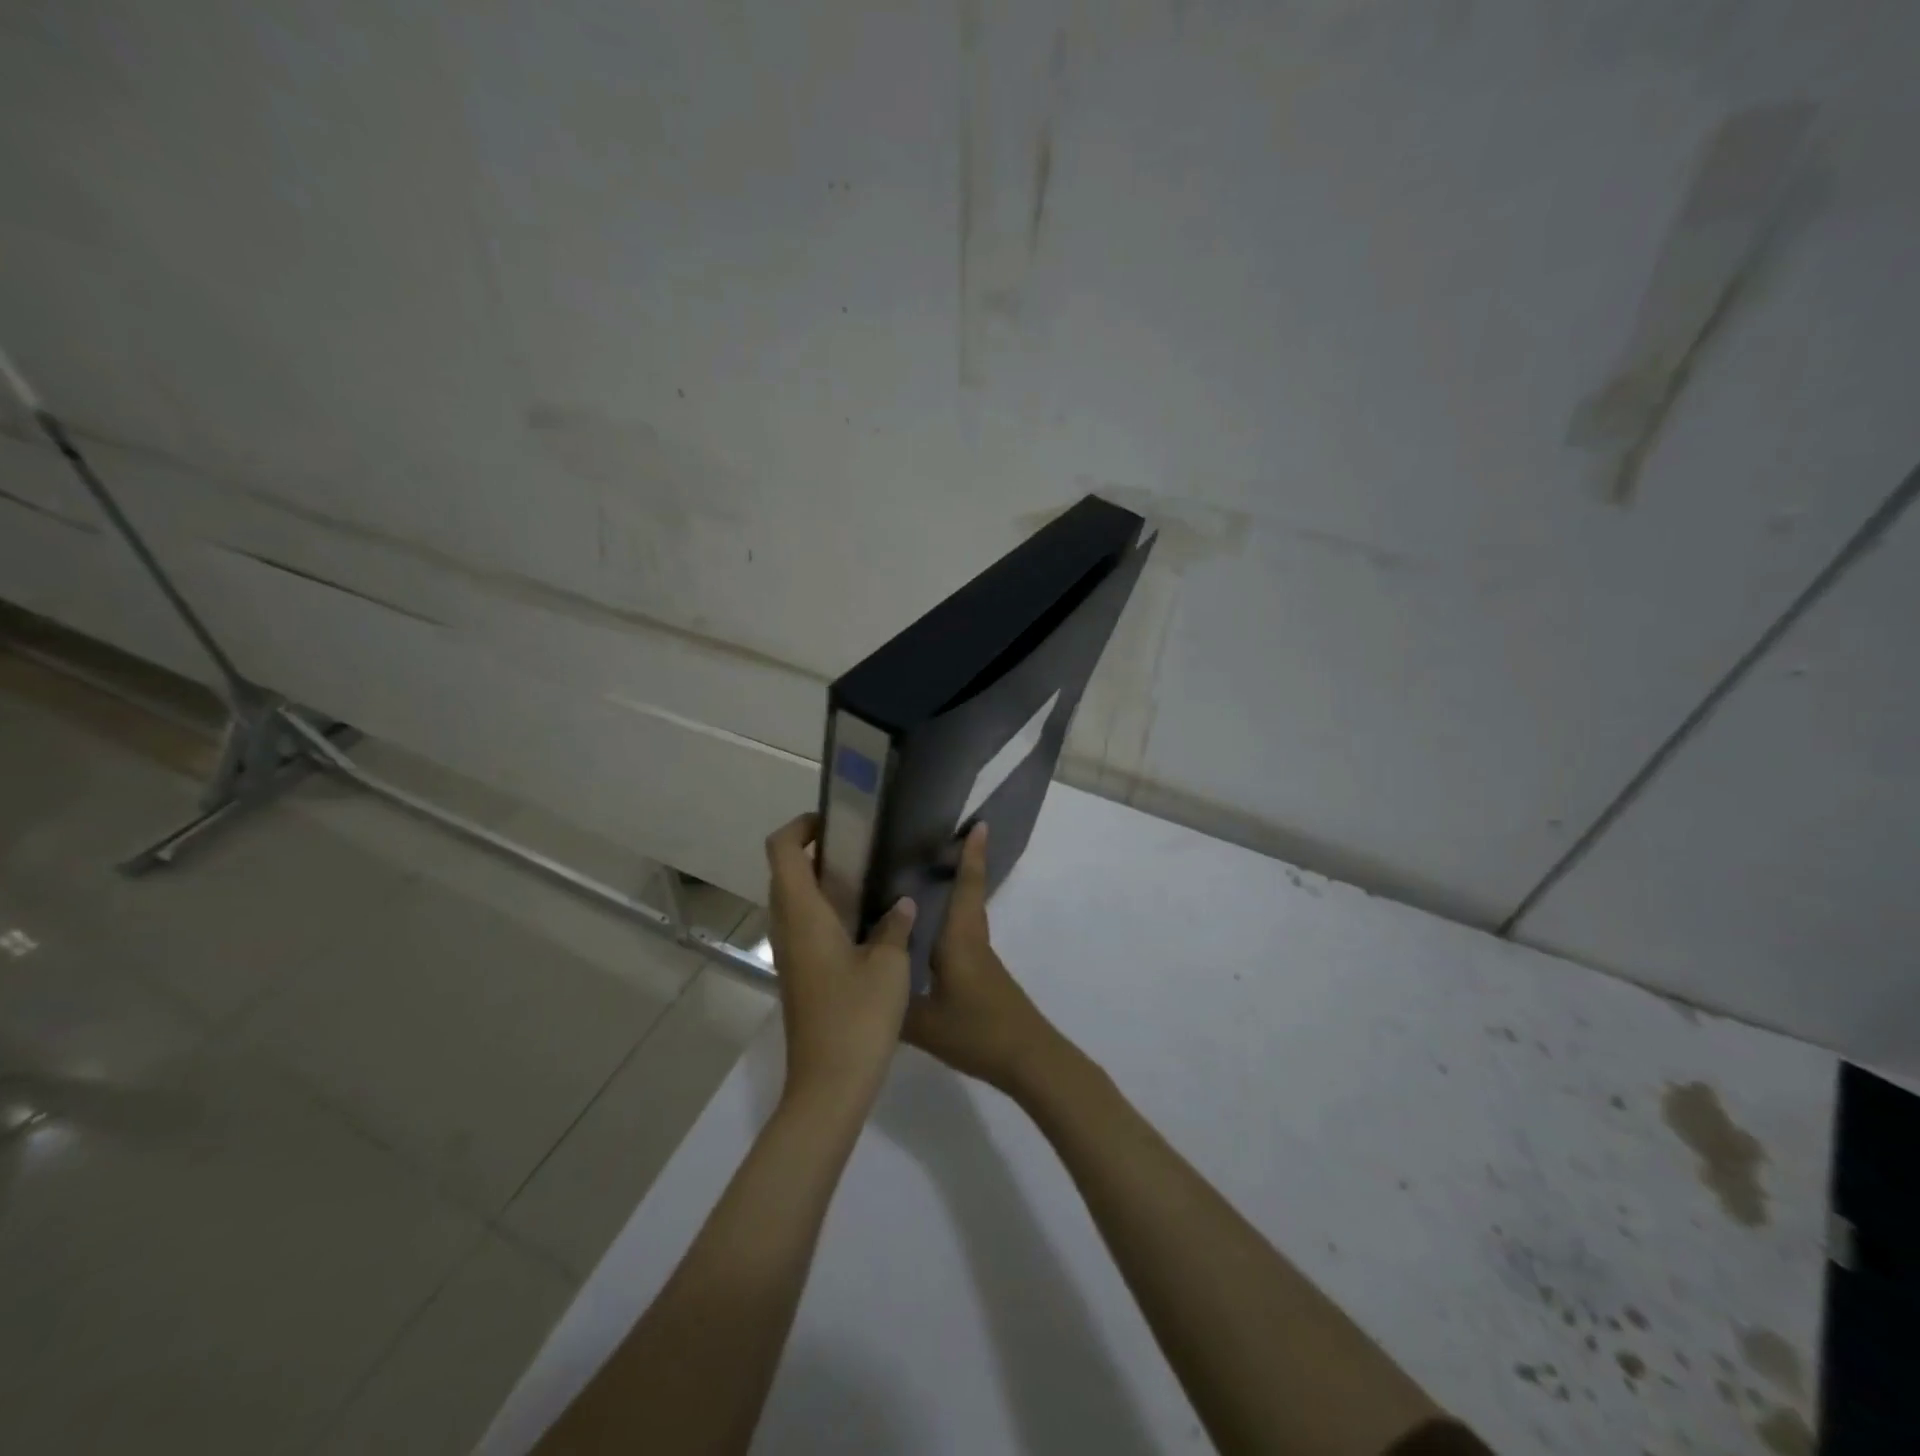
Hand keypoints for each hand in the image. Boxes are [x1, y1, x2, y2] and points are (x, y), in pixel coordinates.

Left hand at [764, 813, 915, 1116]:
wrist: (829, 1085)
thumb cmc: (857, 1017)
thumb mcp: (889, 966)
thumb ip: (895, 927)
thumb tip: (901, 905)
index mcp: (803, 915)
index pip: (781, 850)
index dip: (800, 826)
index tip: (835, 821)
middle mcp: (787, 928)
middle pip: (784, 872)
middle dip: (814, 849)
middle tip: (860, 846)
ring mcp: (790, 954)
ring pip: (792, 900)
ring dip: (819, 881)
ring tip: (867, 877)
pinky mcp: (799, 976)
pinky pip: (803, 926)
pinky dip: (824, 909)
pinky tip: (864, 921)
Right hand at [904, 822, 1065, 1095]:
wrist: (1027, 1059)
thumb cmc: (977, 1031)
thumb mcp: (923, 1023)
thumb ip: (892, 1002)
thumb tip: (863, 981)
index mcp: (960, 939)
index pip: (966, 887)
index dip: (971, 855)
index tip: (978, 824)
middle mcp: (972, 940)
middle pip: (968, 895)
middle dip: (960, 867)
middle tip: (935, 845)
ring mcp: (981, 959)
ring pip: (966, 916)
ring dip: (954, 894)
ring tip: (923, 884)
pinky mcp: (983, 976)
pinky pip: (963, 937)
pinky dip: (950, 923)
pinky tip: (928, 938)